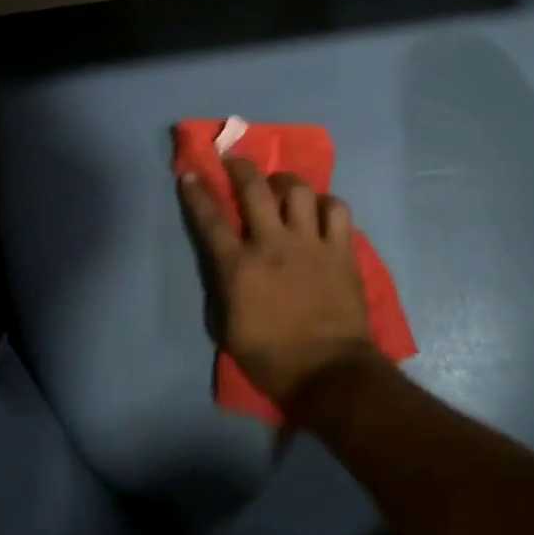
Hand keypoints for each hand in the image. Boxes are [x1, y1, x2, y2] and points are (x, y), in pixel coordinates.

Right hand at [179, 158, 378, 407]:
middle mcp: (273, 245)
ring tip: (282, 186)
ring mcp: (310, 243)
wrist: (329, 373)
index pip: (211, 220)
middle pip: (254, 189)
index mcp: (239, 268)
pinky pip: (337, 209)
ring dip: (286, 182)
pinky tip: (320, 210)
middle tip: (235, 161)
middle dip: (240, 167)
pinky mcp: (341, 250)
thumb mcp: (229, 330)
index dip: (198, 193)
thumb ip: (225, 290)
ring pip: (298, 190)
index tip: (191, 173)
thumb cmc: (272, 360)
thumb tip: (228, 268)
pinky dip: (326, 204)